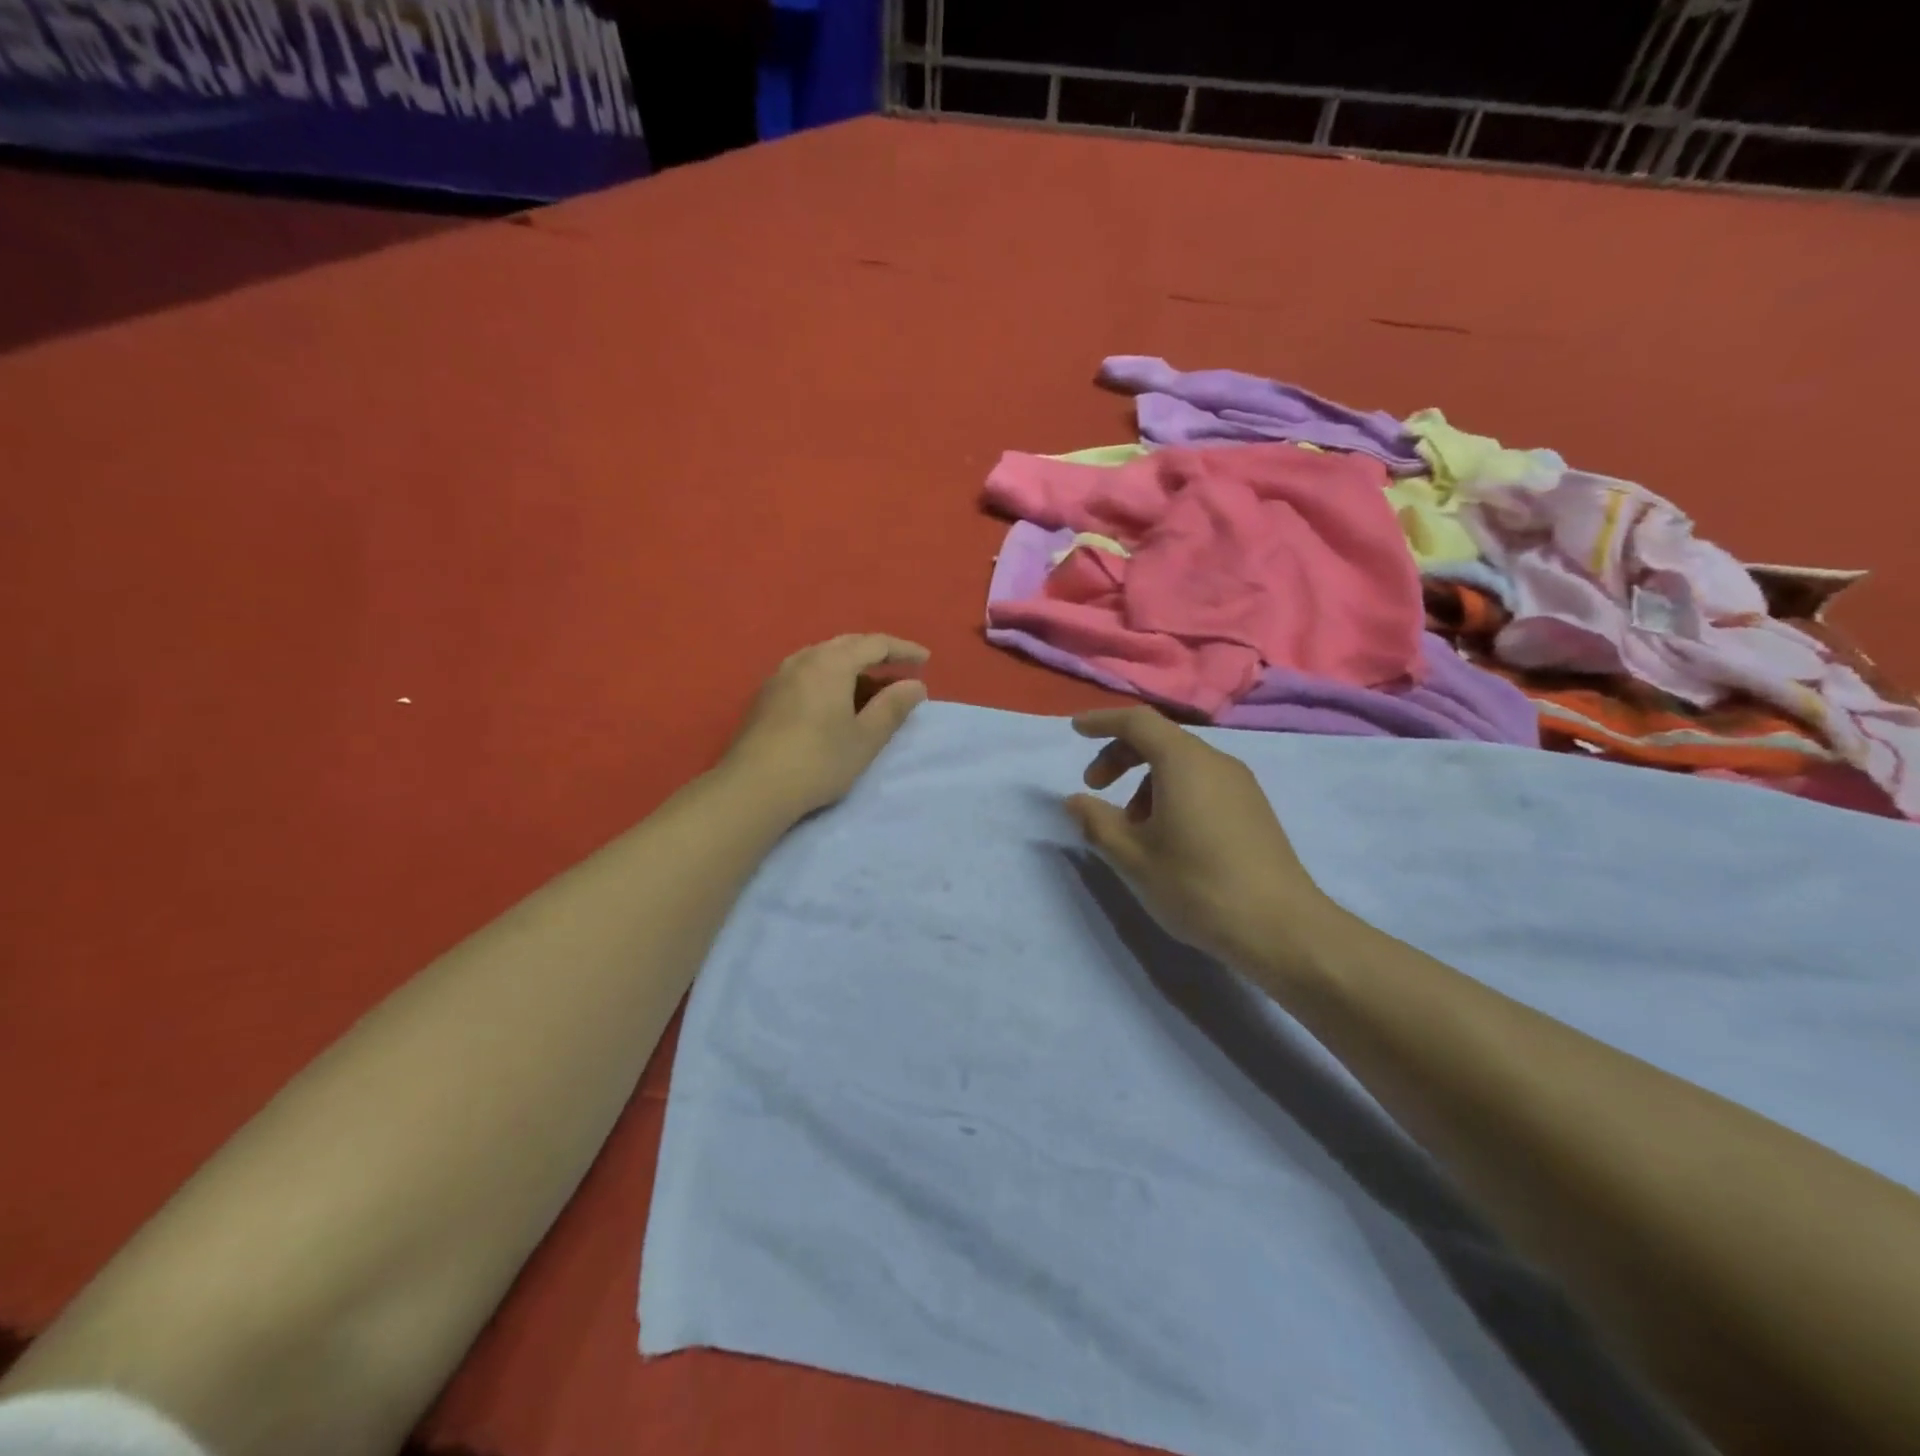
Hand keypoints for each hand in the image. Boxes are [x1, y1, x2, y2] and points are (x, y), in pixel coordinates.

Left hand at [723, 634, 929, 818]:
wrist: (753, 787)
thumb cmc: (819, 761)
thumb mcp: (865, 738)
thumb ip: (892, 707)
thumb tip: (915, 686)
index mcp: (831, 663)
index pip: (875, 644)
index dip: (903, 650)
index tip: (925, 660)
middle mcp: (803, 659)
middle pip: (846, 645)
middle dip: (876, 654)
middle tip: (899, 670)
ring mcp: (779, 676)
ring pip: (823, 658)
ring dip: (851, 666)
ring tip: (869, 687)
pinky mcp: (765, 696)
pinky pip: (806, 673)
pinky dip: (829, 678)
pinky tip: (834, 701)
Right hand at [1065, 707, 1342, 982]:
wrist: (1281, 928)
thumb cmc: (1196, 885)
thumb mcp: (1132, 857)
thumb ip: (1097, 822)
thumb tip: (1074, 801)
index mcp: (1184, 762)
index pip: (1137, 721)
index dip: (1102, 721)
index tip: (1076, 731)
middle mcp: (1215, 762)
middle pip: (1160, 739)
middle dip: (1120, 756)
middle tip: (1095, 788)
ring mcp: (1240, 784)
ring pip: (1182, 763)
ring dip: (1146, 780)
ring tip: (1132, 827)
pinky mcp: (1253, 808)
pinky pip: (1202, 782)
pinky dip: (1172, 793)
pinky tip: (1167, 837)